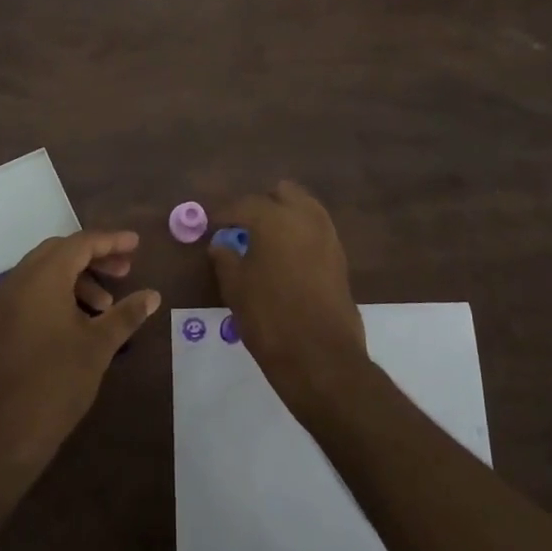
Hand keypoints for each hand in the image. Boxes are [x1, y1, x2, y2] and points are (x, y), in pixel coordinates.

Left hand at [0, 229, 160, 473]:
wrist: (3, 435)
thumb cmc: (56, 382)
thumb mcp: (98, 346)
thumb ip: (126, 314)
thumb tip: (153, 295)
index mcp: (42, 278)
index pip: (80, 243)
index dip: (111, 241)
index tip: (137, 244)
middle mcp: (19, 280)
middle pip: (61, 252)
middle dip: (95, 256)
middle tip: (125, 270)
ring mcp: (5, 303)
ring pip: (45, 272)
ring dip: (78, 278)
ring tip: (106, 305)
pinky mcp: (1, 324)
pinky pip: (33, 291)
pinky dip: (59, 293)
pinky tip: (81, 321)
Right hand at [210, 182, 369, 416]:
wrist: (320, 357)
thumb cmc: (269, 318)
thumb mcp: (235, 288)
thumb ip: (225, 259)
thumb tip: (221, 244)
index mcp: (274, 218)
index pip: (244, 204)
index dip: (224, 214)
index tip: (211, 225)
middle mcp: (305, 217)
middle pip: (282, 193)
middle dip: (261, 205)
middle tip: (242, 228)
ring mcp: (328, 236)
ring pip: (305, 208)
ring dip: (284, 217)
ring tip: (264, 242)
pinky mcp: (340, 257)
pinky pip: (316, 231)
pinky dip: (300, 235)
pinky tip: (285, 258)